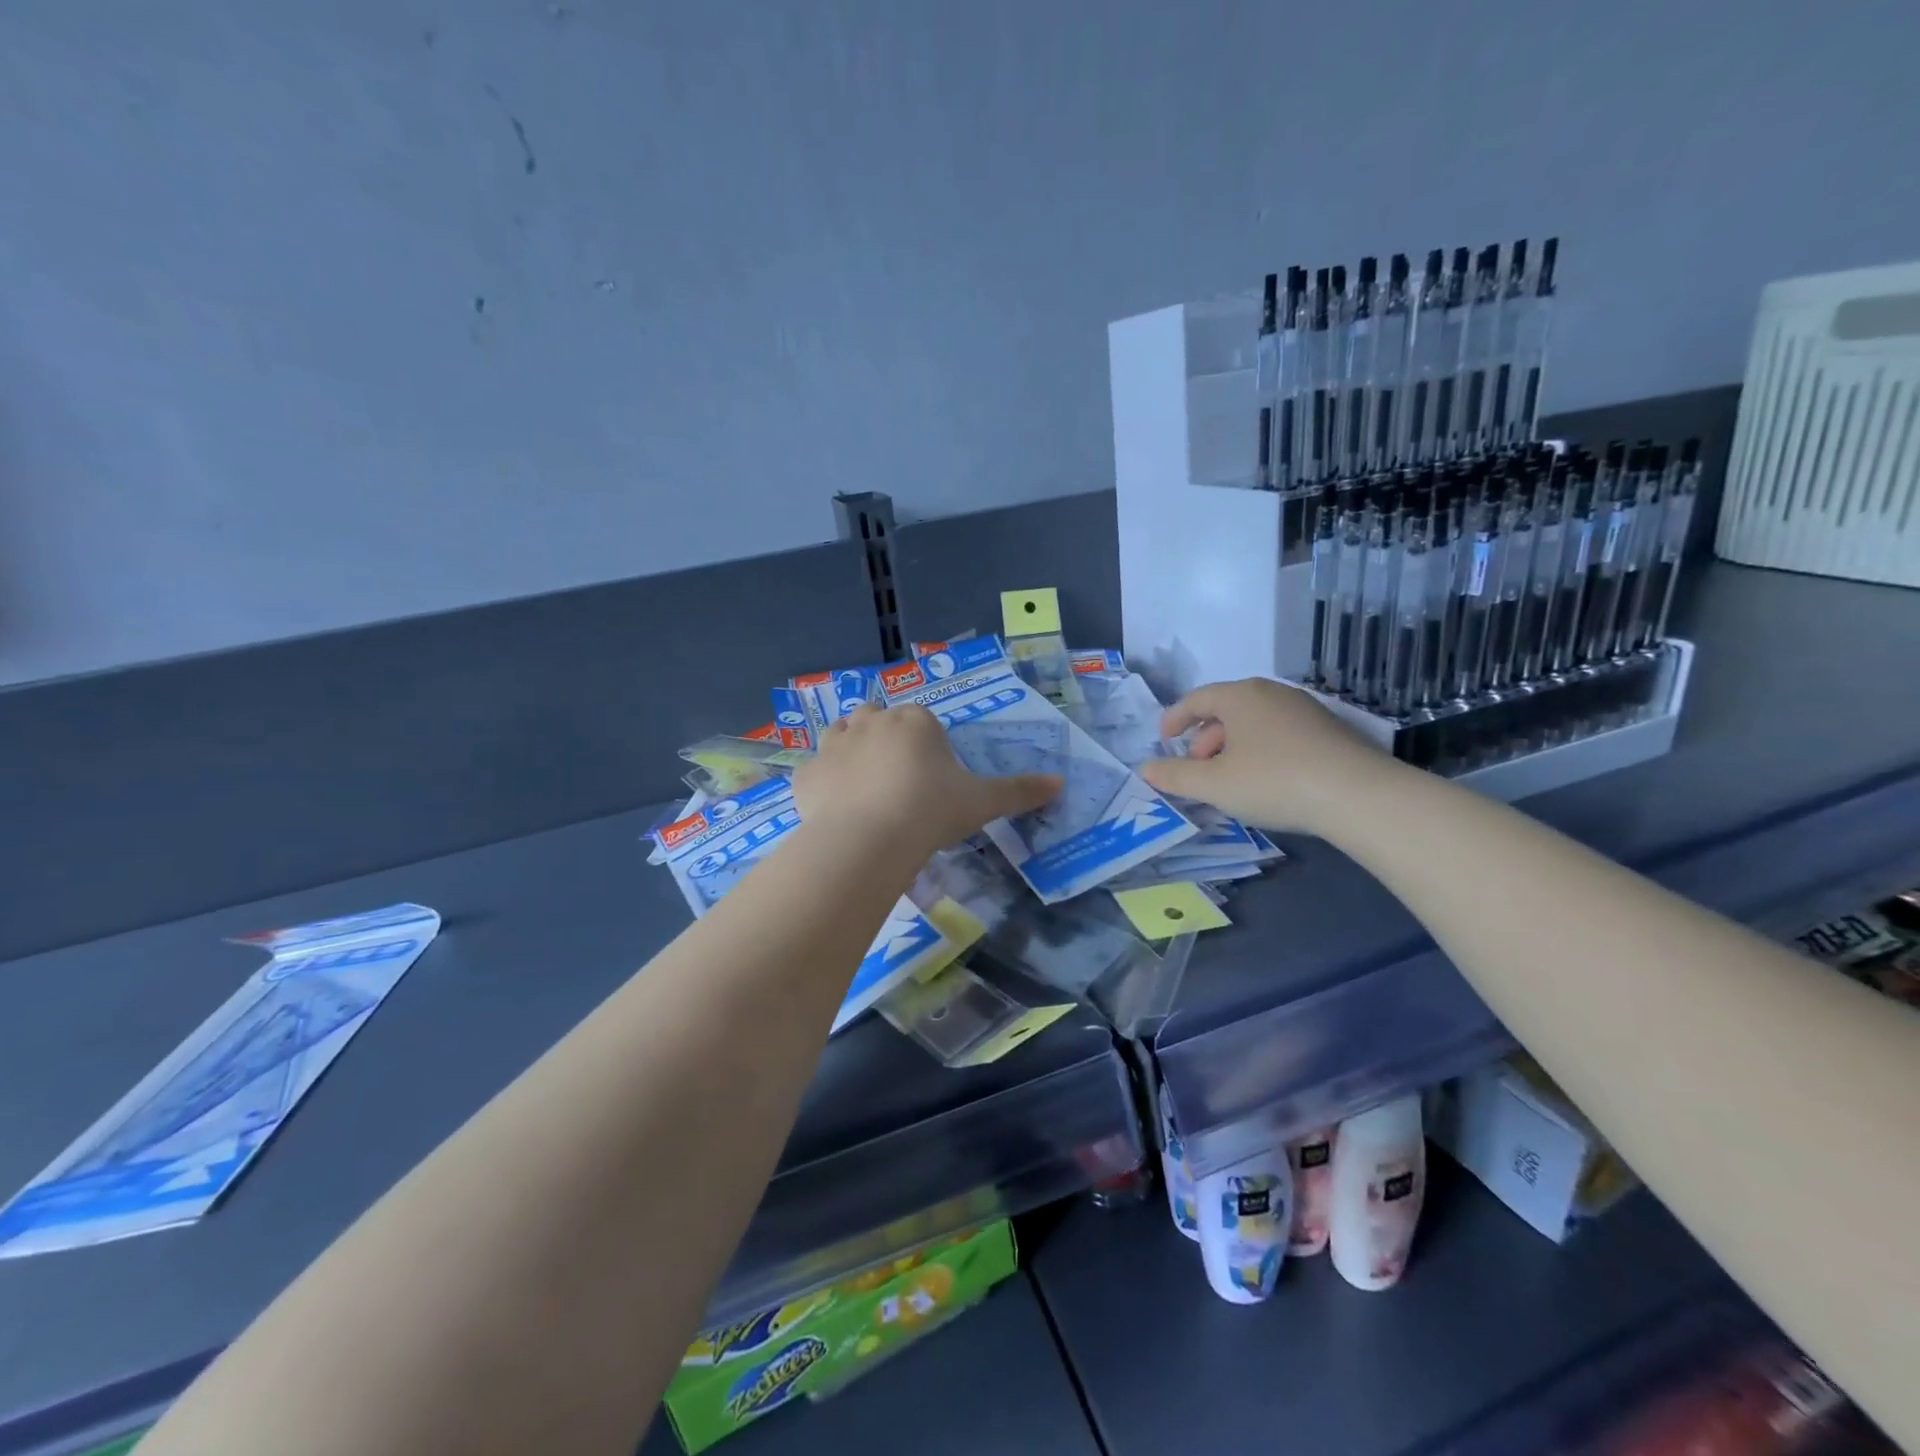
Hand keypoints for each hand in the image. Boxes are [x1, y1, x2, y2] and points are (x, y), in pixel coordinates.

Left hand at [791, 703, 1060, 859]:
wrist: (869, 839)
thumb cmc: (931, 811)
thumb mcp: (981, 802)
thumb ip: (1019, 791)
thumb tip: (1060, 784)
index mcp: (915, 720)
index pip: (921, 721)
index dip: (926, 746)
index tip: (931, 778)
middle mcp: (871, 721)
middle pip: (877, 718)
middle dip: (885, 739)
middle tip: (898, 781)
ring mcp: (833, 744)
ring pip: (840, 734)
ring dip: (850, 751)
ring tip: (864, 788)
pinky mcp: (806, 773)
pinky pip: (815, 772)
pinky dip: (824, 784)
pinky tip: (836, 810)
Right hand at [1137, 678, 1389, 833]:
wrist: (1358, 795)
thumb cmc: (1273, 781)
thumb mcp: (1214, 784)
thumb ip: (1175, 776)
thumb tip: (1145, 769)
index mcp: (1240, 695)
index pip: (1196, 698)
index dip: (1174, 718)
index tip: (1163, 740)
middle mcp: (1272, 693)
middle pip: (1226, 709)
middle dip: (1204, 739)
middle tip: (1195, 768)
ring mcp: (1305, 710)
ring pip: (1255, 723)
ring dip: (1232, 747)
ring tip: (1228, 779)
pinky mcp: (1330, 732)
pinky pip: (1280, 734)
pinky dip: (1261, 751)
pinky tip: (1265, 781)